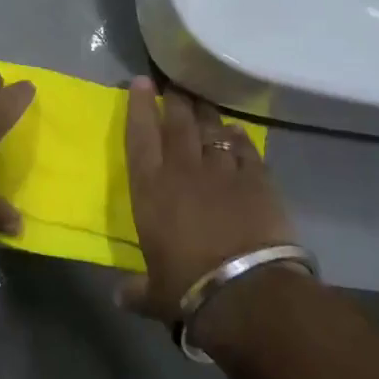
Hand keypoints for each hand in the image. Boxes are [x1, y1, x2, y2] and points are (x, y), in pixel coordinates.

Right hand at [117, 80, 299, 338]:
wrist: (247, 291)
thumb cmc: (188, 289)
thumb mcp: (155, 294)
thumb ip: (137, 290)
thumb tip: (121, 297)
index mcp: (150, 187)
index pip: (140, 134)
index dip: (139, 105)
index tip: (141, 82)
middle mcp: (182, 168)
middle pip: (178, 121)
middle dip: (175, 99)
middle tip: (174, 83)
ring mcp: (222, 169)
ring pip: (211, 128)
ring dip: (206, 113)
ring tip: (202, 101)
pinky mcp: (257, 178)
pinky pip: (244, 148)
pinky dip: (239, 138)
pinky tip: (236, 132)